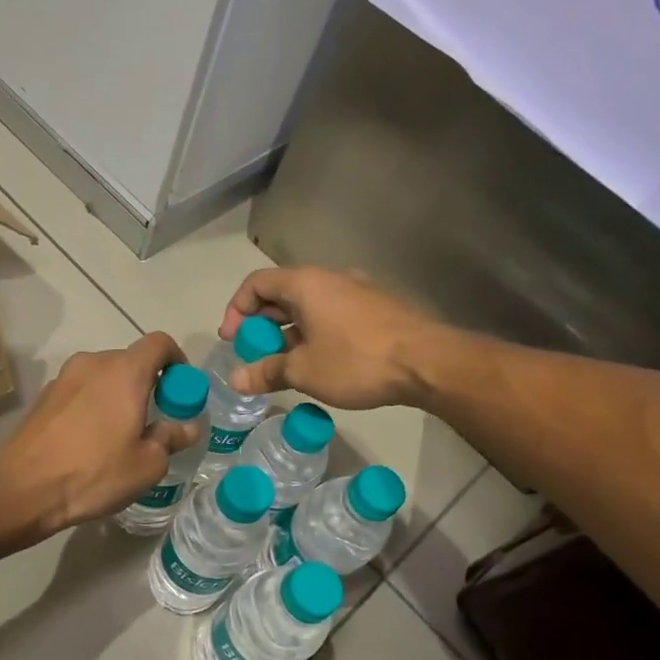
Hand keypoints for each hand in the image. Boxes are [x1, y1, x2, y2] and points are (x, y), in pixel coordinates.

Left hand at [0, 333, 200, 533]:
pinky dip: (93, 405)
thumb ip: (171, 438)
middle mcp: (93, 363)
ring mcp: (63, 378)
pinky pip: (81, 391)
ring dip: (119, 396)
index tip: (180, 392)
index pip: (160, 343)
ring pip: (103, 376)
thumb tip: (186, 426)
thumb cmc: (94, 473)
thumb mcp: (147, 464)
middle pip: (131, 361)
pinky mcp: (44, 396)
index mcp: (125, 371)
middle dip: (148, 385)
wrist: (23, 489)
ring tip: (120, 435)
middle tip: (154, 422)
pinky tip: (90, 441)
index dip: (177, 361)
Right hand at [218, 266, 446, 410]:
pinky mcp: (375, 310)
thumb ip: (266, 372)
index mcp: (305, 284)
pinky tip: (318, 364)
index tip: (232, 341)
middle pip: (281, 293)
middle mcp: (330, 279)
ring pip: (308, 307)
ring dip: (287, 332)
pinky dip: (313, 334)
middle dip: (261, 324)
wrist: (427, 363)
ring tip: (283, 365)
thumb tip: (235, 380)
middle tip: (254, 355)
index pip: (256, 284)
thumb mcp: (303, 371)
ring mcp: (356, 292)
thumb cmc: (356, 361)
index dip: (236, 310)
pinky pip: (331, 315)